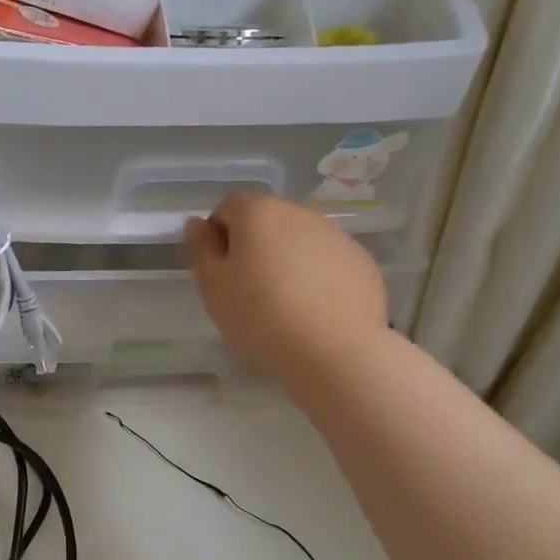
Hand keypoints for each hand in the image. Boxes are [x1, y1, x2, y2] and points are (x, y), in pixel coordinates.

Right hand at [185, 193, 387, 380]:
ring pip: (299, 240)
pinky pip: (327, 261)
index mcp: (258, 213)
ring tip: (284, 304)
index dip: (218, 237)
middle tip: (248, 290)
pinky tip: (314, 311)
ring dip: (287, 260)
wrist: (335, 352)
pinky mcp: (362, 261)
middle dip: (254, 246)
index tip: (221, 272)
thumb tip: (197, 223)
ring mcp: (336, 235)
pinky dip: (317, 276)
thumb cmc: (260, 317)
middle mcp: (300, 212)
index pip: (227, 207)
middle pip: (266, 220)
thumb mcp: (212, 286)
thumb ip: (201, 248)